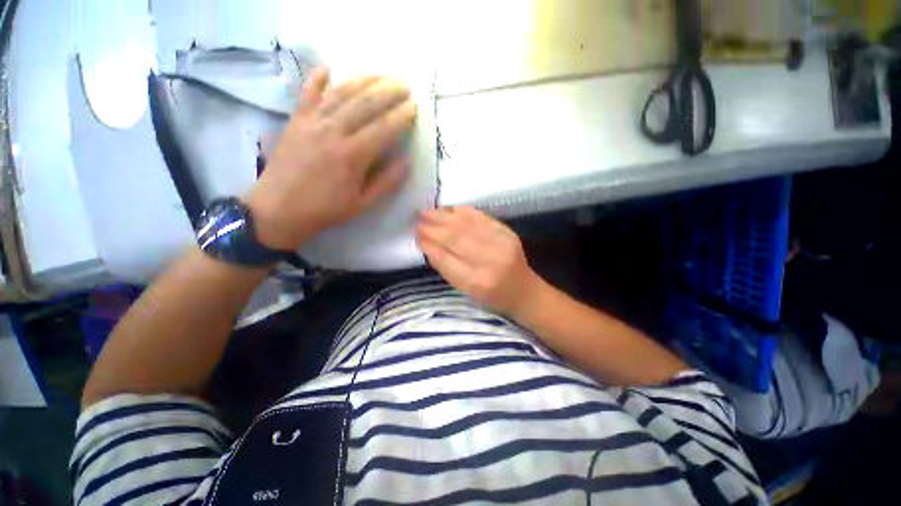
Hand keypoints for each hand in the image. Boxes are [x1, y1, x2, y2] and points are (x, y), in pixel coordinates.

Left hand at [247, 68, 416, 249]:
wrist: (279, 210)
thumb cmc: (326, 210)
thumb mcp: (363, 204)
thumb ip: (386, 182)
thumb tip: (407, 161)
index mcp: (352, 156)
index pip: (383, 129)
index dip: (400, 117)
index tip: (414, 107)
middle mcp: (333, 132)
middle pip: (364, 104)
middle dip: (387, 92)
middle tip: (404, 85)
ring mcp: (311, 123)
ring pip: (340, 94)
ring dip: (363, 81)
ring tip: (380, 75)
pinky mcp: (295, 121)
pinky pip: (307, 94)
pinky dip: (317, 79)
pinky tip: (328, 68)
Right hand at [417, 207, 542, 316]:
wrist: (524, 291)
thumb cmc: (492, 297)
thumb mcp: (466, 292)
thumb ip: (447, 269)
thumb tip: (428, 246)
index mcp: (476, 283)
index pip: (445, 259)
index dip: (429, 245)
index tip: (417, 237)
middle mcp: (489, 261)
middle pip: (455, 239)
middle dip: (433, 228)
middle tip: (418, 222)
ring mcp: (501, 243)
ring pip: (466, 225)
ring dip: (443, 217)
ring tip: (427, 212)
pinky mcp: (508, 232)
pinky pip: (481, 217)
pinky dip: (462, 212)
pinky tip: (449, 210)